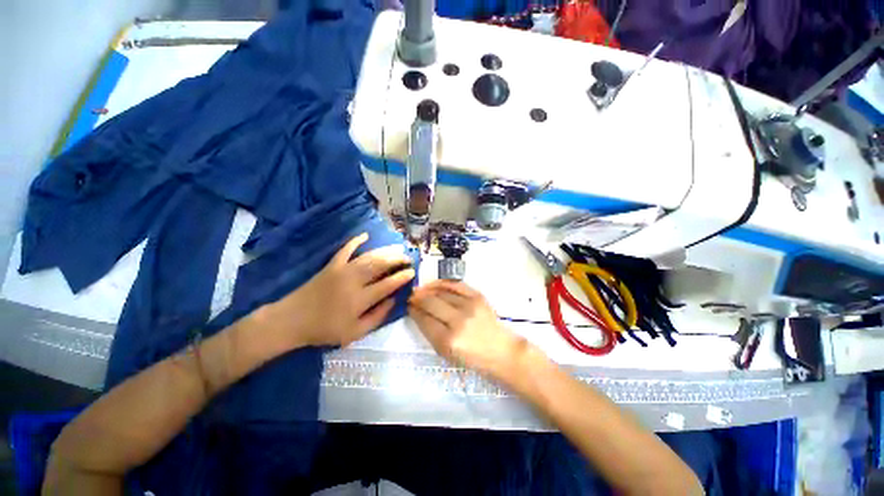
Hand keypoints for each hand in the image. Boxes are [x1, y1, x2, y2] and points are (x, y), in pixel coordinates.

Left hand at [260, 233, 414, 349]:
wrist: (292, 320)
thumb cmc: (325, 330)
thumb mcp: (355, 333)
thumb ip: (377, 317)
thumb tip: (393, 301)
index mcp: (360, 299)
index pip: (388, 284)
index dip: (402, 277)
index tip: (412, 272)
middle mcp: (354, 281)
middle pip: (381, 265)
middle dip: (397, 259)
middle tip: (408, 257)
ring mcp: (342, 270)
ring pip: (369, 256)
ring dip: (385, 251)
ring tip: (397, 248)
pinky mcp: (331, 265)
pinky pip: (345, 249)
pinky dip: (355, 240)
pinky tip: (365, 235)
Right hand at [408, 280, 534, 381]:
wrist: (500, 349)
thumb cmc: (471, 357)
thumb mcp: (446, 353)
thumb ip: (429, 332)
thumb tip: (417, 312)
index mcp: (448, 341)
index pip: (424, 319)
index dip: (413, 310)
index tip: (408, 306)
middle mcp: (458, 321)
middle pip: (430, 302)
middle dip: (417, 298)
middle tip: (411, 296)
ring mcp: (469, 306)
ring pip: (441, 291)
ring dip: (427, 289)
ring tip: (421, 290)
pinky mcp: (477, 296)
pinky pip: (455, 284)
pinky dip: (442, 282)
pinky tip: (434, 284)